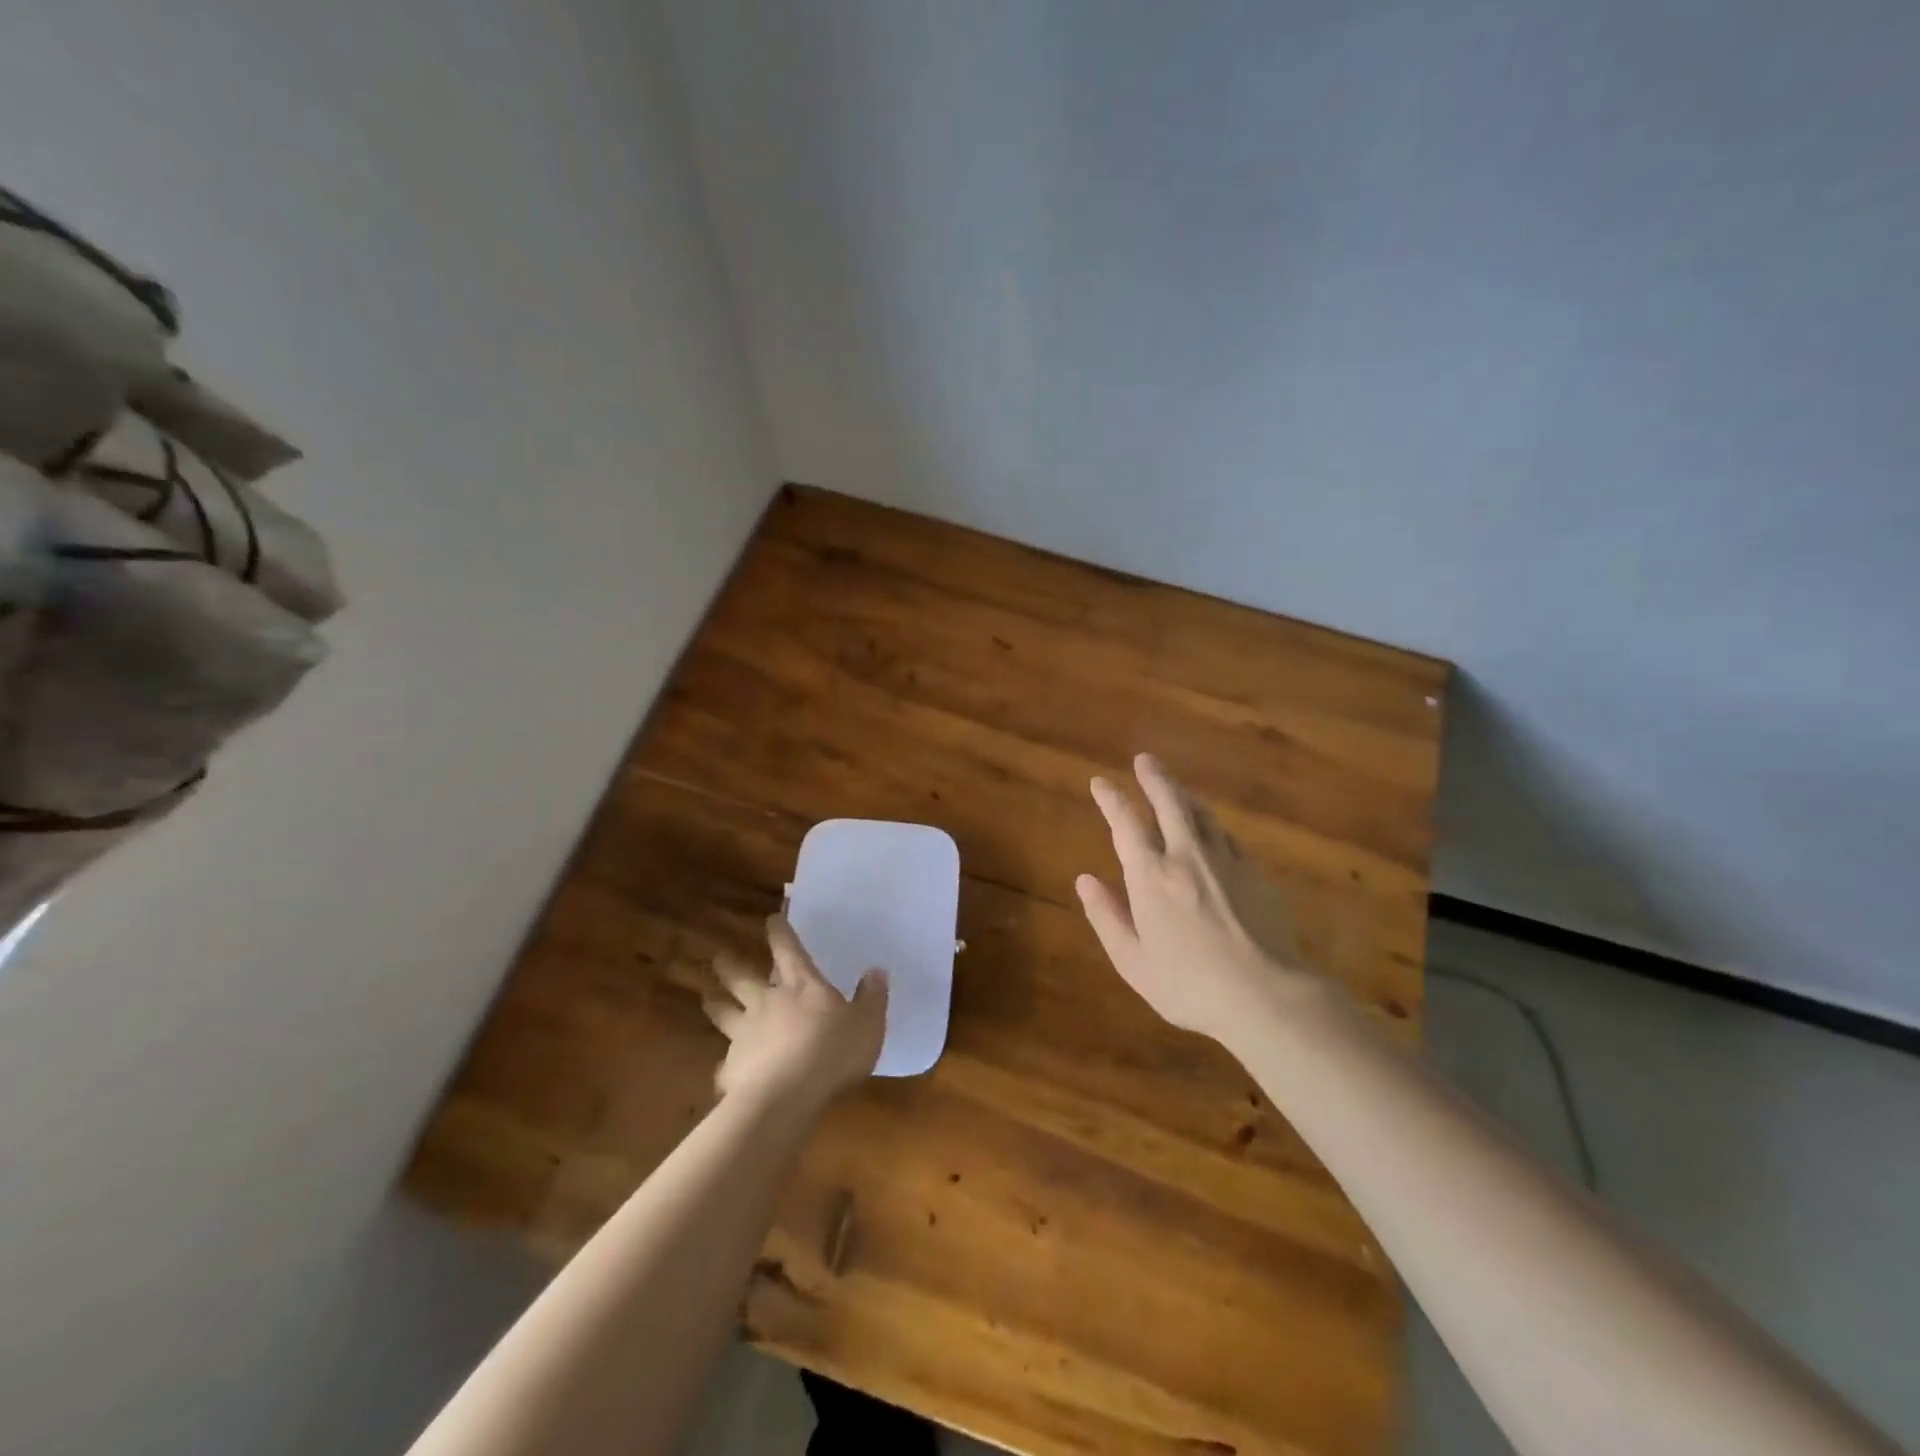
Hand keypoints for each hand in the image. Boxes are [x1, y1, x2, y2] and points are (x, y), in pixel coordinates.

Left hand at [701, 915, 888, 1106]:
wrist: (786, 1098)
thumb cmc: (833, 1053)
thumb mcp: (868, 1024)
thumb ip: (872, 998)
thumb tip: (876, 971)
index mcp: (801, 986)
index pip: (788, 949)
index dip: (779, 932)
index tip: (771, 918)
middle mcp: (767, 1001)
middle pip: (741, 976)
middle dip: (730, 964)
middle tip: (720, 956)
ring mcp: (744, 1034)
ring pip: (722, 1011)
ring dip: (714, 1002)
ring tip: (707, 996)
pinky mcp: (731, 1068)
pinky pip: (724, 1065)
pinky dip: (725, 1067)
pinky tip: (723, 1074)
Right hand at [1076, 753, 1315, 1044]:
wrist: (1266, 996)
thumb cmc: (1188, 985)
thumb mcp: (1133, 960)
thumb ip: (1107, 917)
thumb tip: (1084, 880)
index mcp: (1151, 876)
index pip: (1126, 823)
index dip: (1111, 799)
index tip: (1100, 782)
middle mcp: (1187, 856)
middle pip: (1169, 802)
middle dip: (1154, 778)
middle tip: (1144, 760)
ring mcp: (1226, 861)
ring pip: (1203, 815)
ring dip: (1185, 796)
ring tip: (1176, 789)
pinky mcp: (1256, 874)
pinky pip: (1228, 838)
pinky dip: (1213, 827)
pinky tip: (1213, 833)